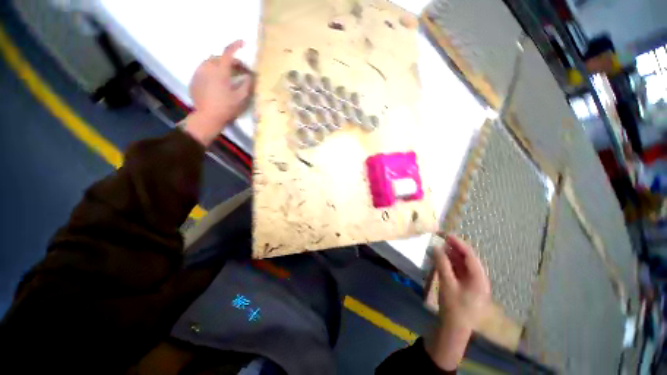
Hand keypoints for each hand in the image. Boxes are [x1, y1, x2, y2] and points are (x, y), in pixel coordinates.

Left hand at [185, 40, 252, 145]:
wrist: (207, 117)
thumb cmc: (227, 108)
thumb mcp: (241, 97)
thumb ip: (247, 84)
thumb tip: (249, 76)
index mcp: (220, 71)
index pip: (228, 52)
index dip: (236, 45)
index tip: (243, 43)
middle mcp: (207, 67)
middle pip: (219, 57)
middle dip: (231, 61)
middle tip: (240, 71)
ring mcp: (199, 73)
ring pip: (210, 63)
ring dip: (221, 66)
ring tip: (228, 77)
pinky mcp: (194, 80)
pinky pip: (204, 70)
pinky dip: (213, 72)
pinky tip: (218, 83)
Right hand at [426, 234, 490, 370]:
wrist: (454, 328)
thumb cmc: (453, 306)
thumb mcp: (447, 283)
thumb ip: (441, 263)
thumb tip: (435, 247)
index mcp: (480, 279)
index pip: (470, 256)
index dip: (459, 243)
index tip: (446, 235)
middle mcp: (479, 279)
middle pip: (468, 259)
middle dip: (455, 248)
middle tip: (441, 239)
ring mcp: (473, 284)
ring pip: (463, 264)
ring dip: (452, 255)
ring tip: (440, 248)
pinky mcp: (466, 287)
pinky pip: (459, 271)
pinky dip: (451, 264)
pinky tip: (442, 260)